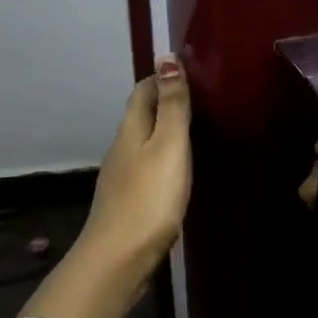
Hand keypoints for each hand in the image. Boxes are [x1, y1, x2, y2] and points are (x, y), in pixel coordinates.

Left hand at [78, 55, 191, 292]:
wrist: (118, 260)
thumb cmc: (149, 198)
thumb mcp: (168, 145)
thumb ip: (171, 105)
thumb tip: (165, 56)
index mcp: (131, 129)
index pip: (142, 90)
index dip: (161, 77)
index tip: (189, 71)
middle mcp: (121, 148)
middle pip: (141, 115)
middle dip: (164, 102)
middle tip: (200, 98)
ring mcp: (121, 177)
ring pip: (143, 142)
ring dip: (163, 132)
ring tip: (194, 131)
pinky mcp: (127, 203)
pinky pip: (146, 168)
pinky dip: (162, 159)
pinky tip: (176, 171)